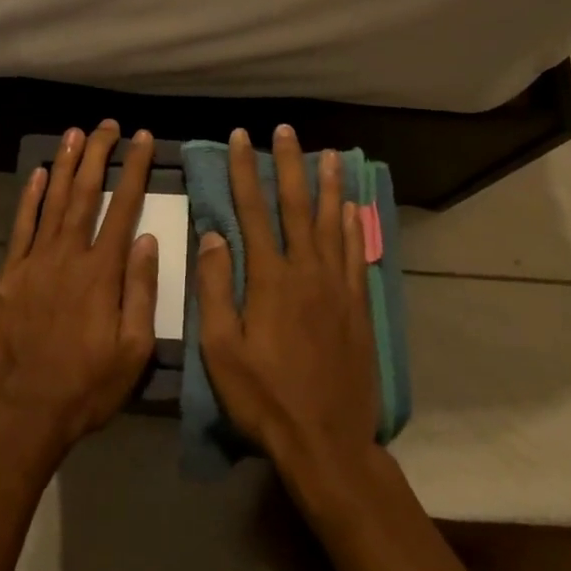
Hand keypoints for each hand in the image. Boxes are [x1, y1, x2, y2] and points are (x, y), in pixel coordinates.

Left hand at [0, 121, 157, 466]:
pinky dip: (30, 197)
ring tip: (76, 134)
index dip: (134, 170)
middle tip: (108, 125)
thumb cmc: (85, 387)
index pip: (123, 208)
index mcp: (102, 273)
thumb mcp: (133, 351)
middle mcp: (68, 256)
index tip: (142, 140)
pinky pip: (21, 226)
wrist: (20, 412)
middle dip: (99, 155)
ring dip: (66, 165)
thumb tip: (147, 239)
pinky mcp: (9, 274)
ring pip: (54, 201)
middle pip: (86, 194)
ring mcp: (34, 262)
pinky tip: (39, 174)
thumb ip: (141, 291)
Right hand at [197, 126, 378, 475]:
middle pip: (296, 206)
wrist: (326, 440)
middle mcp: (306, 271)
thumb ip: (215, 288)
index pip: (252, 211)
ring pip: (333, 223)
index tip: (241, 139)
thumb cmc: (263, 397)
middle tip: (286, 131)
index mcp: (269, 279)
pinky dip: (355, 226)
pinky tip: (354, 209)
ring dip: (329, 186)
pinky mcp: (358, 306)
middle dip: (289, 165)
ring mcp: (337, 287)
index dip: (245, 172)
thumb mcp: (220, 348)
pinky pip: (357, 254)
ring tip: (330, 154)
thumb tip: (212, 234)